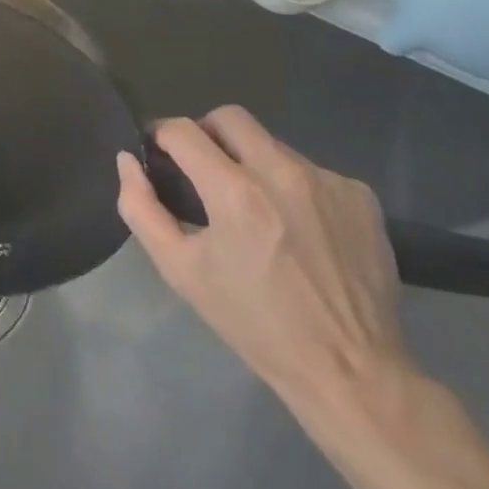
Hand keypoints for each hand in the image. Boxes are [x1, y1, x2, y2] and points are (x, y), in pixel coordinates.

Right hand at [116, 106, 409, 403]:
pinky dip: (293, 187)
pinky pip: (311, 170)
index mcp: (235, 192)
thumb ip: (141, 208)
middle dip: (206, 134)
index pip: (182, 130)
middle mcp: (283, 172)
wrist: (350, 371)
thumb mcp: (180, 271)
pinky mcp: (360, 196)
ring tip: (256, 209)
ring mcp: (327, 181)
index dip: (161, 136)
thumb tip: (128, 160)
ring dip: (252, 163)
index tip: (158, 155)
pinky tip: (298, 227)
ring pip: (272, 144)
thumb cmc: (254, 322)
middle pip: (229, 117)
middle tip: (203, 171)